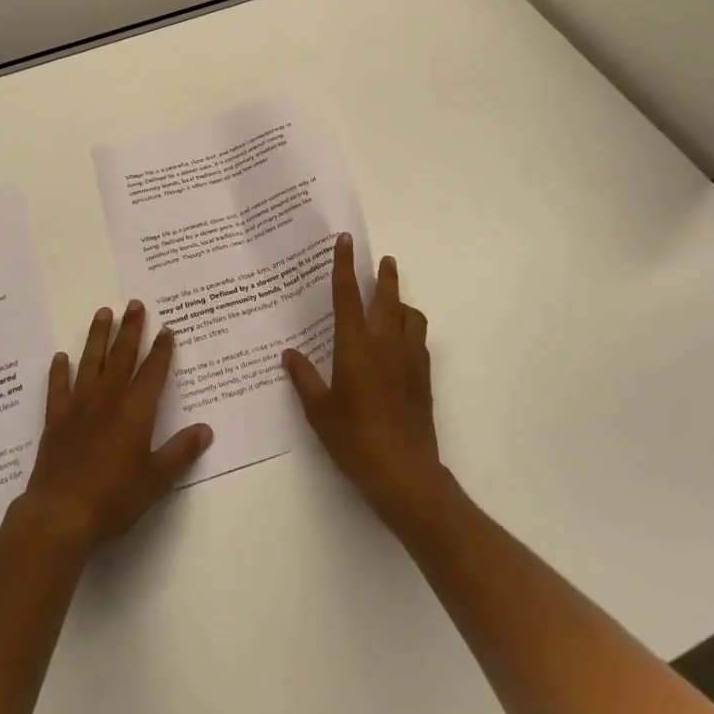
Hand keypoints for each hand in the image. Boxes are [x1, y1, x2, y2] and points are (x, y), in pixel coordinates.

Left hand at [20, 301, 213, 552]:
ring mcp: (79, 406)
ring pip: (91, 362)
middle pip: (122, 356)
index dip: (161, 349)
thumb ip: (181, 452)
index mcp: (136, 411)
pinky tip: (61, 357)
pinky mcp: (56, 419)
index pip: (152, 371)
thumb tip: (206, 429)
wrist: (61, 514)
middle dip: (130, 329)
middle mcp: (108, 399)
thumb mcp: (156, 480)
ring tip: (103, 312)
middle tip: (134, 303)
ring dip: (98, 336)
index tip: (166, 328)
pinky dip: (59, 371)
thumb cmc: (114, 498)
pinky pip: (58, 388)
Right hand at [283, 234, 443, 531]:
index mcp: (355, 345)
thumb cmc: (354, 439)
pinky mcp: (424, 377)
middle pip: (388, 297)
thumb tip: (290, 354)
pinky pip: (419, 339)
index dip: (345, 265)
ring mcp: (409, 358)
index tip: (345, 240)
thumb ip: (304, 378)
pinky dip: (411, 329)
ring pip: (411, 315)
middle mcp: (385, 342)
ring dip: (402, 303)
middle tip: (385, 261)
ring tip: (394, 304)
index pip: (347, 295)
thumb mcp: (319, 411)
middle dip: (386, 275)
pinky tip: (402, 342)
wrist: (404, 473)